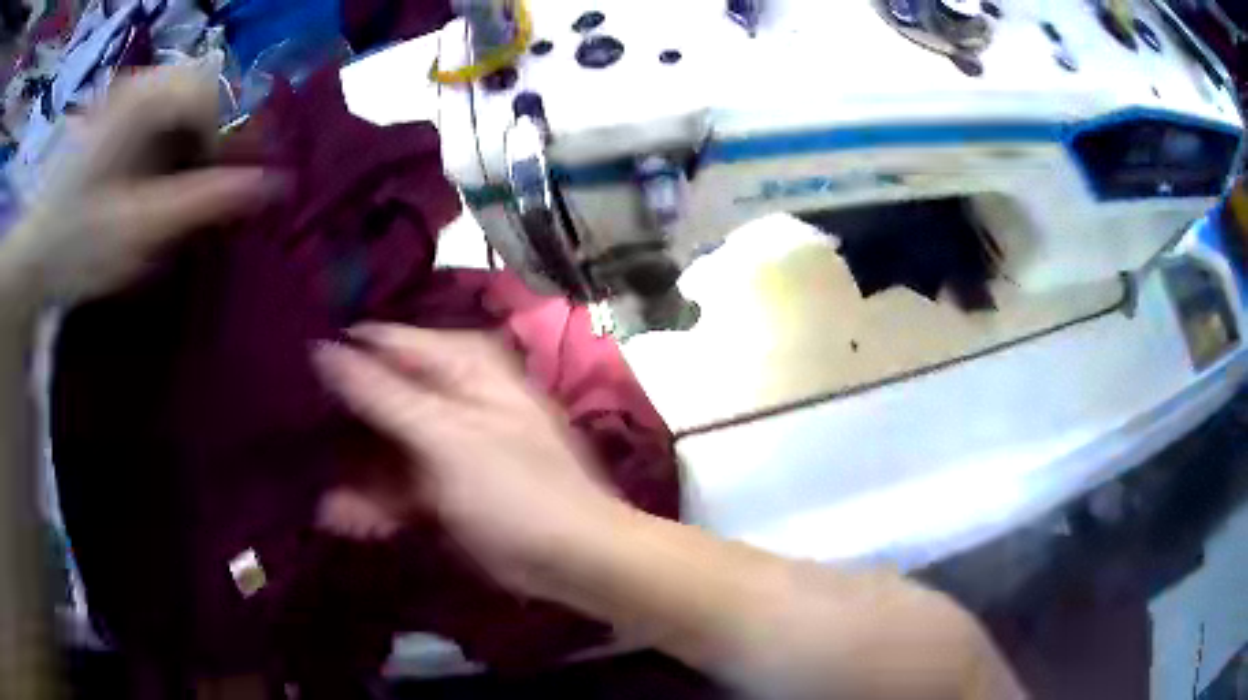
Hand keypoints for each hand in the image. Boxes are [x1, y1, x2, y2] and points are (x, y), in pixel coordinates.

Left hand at [2, 65, 273, 305]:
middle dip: (215, 135)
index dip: (230, 138)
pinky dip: (174, 139)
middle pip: (205, 89)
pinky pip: (163, 111)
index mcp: (145, 100)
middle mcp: (141, 83)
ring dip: (195, 137)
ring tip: (182, 183)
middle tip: (208, 184)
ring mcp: (127, 96)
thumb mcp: (143, 229)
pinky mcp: (118, 114)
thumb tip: (277, 184)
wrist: (33, 257)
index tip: (223, 186)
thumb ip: (207, 201)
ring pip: (186, 98)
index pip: (216, 95)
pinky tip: (160, 174)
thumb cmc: (79, 246)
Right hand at [313, 324, 624, 594]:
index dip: (338, 356)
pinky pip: (395, 485)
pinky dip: (372, 503)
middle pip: (376, 397)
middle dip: (338, 428)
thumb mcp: (446, 438)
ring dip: (352, 476)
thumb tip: (322, 347)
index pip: (383, 343)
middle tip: (293, 444)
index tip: (291, 379)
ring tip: (320, 501)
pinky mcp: (441, 485)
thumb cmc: (517, 490)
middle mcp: (451, 395)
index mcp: (461, 365)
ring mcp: (444, 443)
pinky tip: (344, 521)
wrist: (573, 559)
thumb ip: (382, 394)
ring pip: (380, 447)